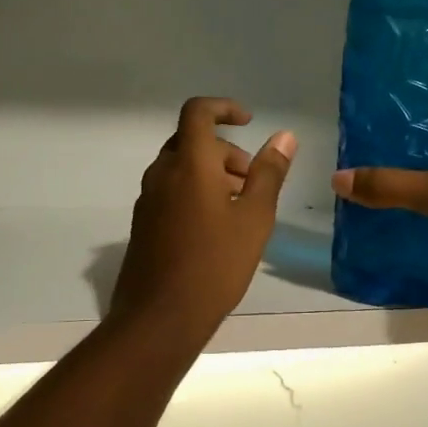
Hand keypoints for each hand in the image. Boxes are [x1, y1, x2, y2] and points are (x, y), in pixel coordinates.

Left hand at [109, 97, 296, 349]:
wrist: (160, 317)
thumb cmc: (215, 264)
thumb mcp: (254, 217)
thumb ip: (269, 173)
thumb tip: (284, 136)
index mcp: (188, 164)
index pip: (197, 112)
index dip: (223, 108)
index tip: (249, 123)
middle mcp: (161, 173)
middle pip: (191, 141)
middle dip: (225, 150)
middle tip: (252, 179)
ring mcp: (148, 199)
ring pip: (181, 168)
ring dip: (211, 172)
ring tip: (239, 206)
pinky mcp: (143, 223)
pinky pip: (171, 190)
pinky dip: (194, 191)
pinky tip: (215, 227)